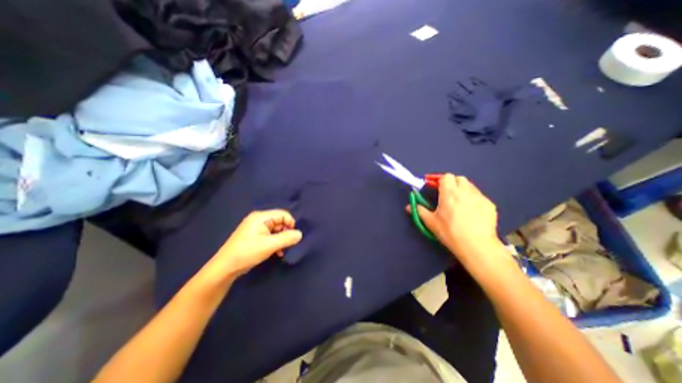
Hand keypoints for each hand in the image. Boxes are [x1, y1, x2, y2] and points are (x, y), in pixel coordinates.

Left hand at [208, 211, 303, 279]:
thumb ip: (287, 238)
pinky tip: (277, 253)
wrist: (225, 268)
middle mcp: (259, 220)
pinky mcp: (255, 237)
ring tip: (282, 250)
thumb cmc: (248, 252)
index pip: (283, 214)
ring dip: (281, 239)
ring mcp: (256, 228)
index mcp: (261, 217)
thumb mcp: (270, 245)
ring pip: (276, 230)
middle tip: (288, 245)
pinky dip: (275, 243)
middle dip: (286, 233)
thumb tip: (300, 234)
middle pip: (280, 222)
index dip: (291, 223)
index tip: (293, 236)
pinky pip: (270, 236)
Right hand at [406, 175, 502, 263]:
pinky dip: (472, 198)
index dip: (438, 179)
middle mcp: (465, 191)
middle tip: (445, 193)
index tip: (433, 185)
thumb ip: (419, 211)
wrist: (477, 246)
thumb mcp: (431, 222)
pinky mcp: (490, 205)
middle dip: (451, 182)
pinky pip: (479, 196)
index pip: (445, 177)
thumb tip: (408, 206)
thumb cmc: (450, 232)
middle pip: (458, 178)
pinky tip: (470, 211)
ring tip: (458, 201)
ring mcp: (479, 197)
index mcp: (449, 193)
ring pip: (469, 186)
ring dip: (462, 189)